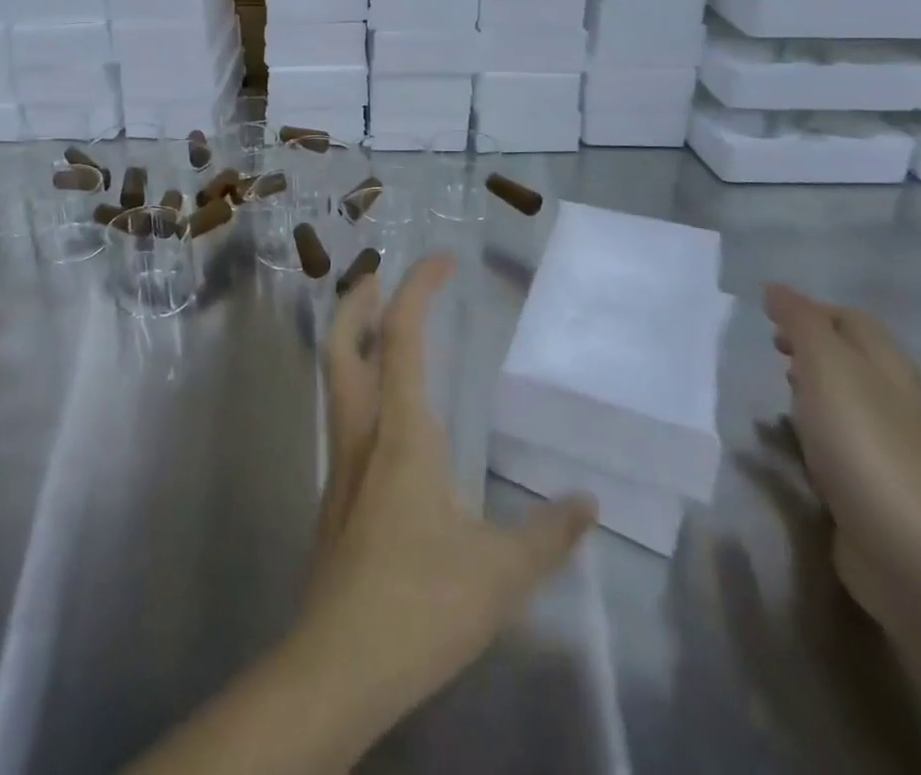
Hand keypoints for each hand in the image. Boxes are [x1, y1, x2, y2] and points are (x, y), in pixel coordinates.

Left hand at [295, 253, 596, 728]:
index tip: (442, 259)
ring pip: (334, 375)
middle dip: (356, 299)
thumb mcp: (502, 573)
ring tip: (378, 325)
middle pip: (342, 342)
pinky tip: (385, 411)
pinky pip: (343, 413)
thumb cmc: (422, 604)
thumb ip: (548, 533)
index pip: (402, 336)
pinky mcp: (335, 491)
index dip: (417, 288)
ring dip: (350, 336)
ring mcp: (342, 460)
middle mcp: (363, 431)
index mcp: (402, 431)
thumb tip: (586, 502)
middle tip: (378, 274)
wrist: (340, 661)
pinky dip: (357, 381)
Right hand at [762, 282, 920, 621]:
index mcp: (888, 366)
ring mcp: (888, 445)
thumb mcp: (827, 367)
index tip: (767, 316)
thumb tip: (776, 288)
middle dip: (811, 345)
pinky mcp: (875, 484)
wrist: (912, 552)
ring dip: (812, 386)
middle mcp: (894, 399)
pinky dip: (814, 428)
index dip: (811, 310)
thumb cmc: (865, 444)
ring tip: (777, 388)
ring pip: (847, 398)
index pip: (852, 320)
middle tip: (771, 347)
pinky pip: (841, 439)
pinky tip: (792, 440)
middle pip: (853, 357)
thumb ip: (801, 323)